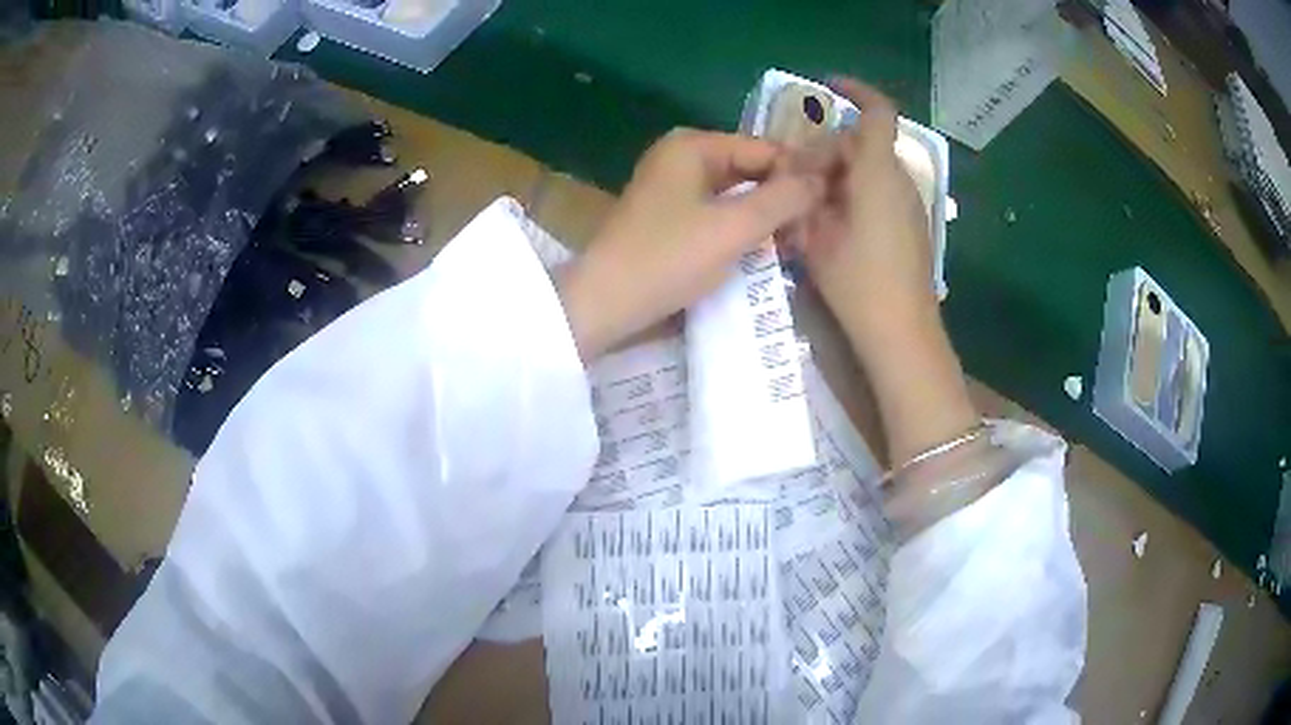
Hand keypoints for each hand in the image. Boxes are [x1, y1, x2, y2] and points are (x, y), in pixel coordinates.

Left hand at [559, 129, 823, 359]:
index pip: (764, 150)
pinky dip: (741, 229)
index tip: (829, 208)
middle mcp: (681, 157)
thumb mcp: (734, 227)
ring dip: (766, 218)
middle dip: (783, 200)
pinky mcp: (669, 218)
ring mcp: (672, 188)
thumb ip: (783, 199)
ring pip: (736, 194)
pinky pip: (717, 213)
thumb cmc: (668, 258)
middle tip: (813, 235)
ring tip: (797, 247)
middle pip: (750, 170)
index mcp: (693, 145)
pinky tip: (765, 251)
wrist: (603, 303)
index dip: (799, 176)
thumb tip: (822, 179)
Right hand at [795, 78, 977, 469]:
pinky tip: (833, 225)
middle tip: (794, 180)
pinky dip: (854, 195)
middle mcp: (898, 180)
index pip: (877, 113)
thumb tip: (797, 177)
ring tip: (809, 207)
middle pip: (862, 143)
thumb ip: (802, 198)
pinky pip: (880, 192)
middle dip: (827, 151)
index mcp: (876, 173)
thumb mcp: (814, 238)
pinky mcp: (911, 226)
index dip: (857, 91)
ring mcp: (909, 204)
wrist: (902, 334)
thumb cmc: (858, 284)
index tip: (830, 87)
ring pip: (870, 169)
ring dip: (838, 175)